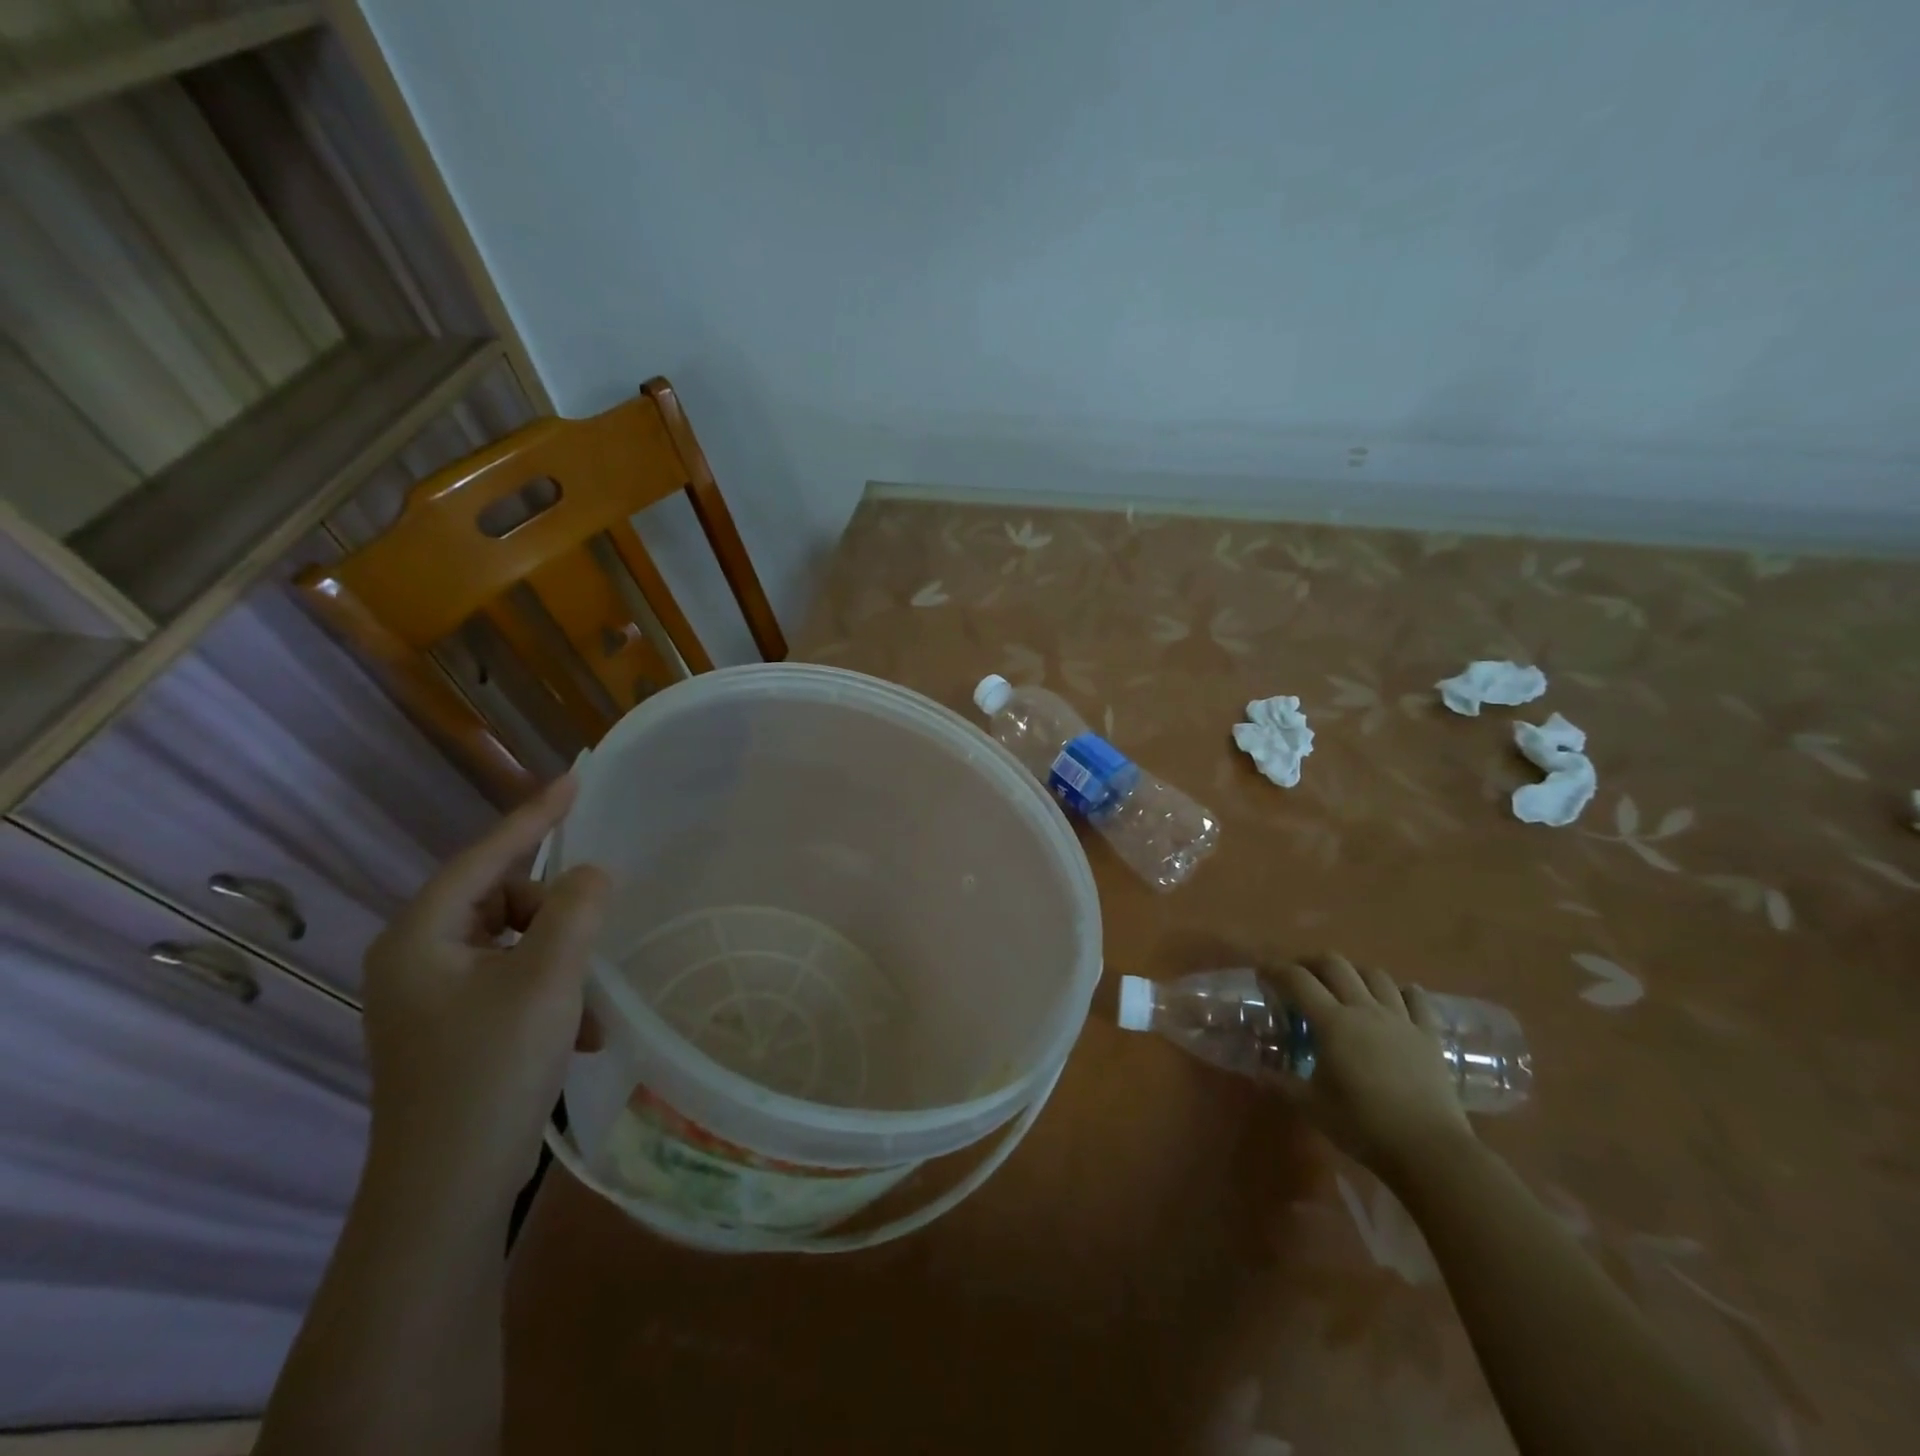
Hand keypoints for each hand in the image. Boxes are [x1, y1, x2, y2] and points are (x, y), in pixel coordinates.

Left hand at [360, 775, 609, 1204]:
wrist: (447, 1191)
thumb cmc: (491, 1071)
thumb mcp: (547, 980)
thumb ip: (575, 911)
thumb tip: (592, 873)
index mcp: (420, 938)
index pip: (485, 856)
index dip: (534, 815)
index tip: (576, 778)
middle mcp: (418, 959)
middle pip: (503, 902)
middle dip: (556, 916)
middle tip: (594, 936)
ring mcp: (433, 998)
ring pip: (516, 945)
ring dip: (562, 964)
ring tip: (591, 1006)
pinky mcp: (455, 1029)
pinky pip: (514, 982)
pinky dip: (553, 996)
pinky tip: (582, 1035)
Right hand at [1268, 955, 1472, 1177]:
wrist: (1430, 1151)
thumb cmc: (1363, 1125)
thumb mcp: (1311, 1106)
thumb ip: (1280, 1083)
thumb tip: (1258, 1072)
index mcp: (1332, 1022)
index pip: (1297, 980)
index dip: (1275, 970)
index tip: (1262, 973)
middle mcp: (1364, 1010)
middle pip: (1335, 965)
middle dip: (1311, 963)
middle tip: (1300, 977)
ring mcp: (1400, 1020)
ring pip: (1375, 975)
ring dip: (1354, 973)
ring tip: (1345, 986)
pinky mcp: (1429, 1036)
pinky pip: (1417, 1000)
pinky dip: (1404, 992)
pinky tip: (1397, 997)